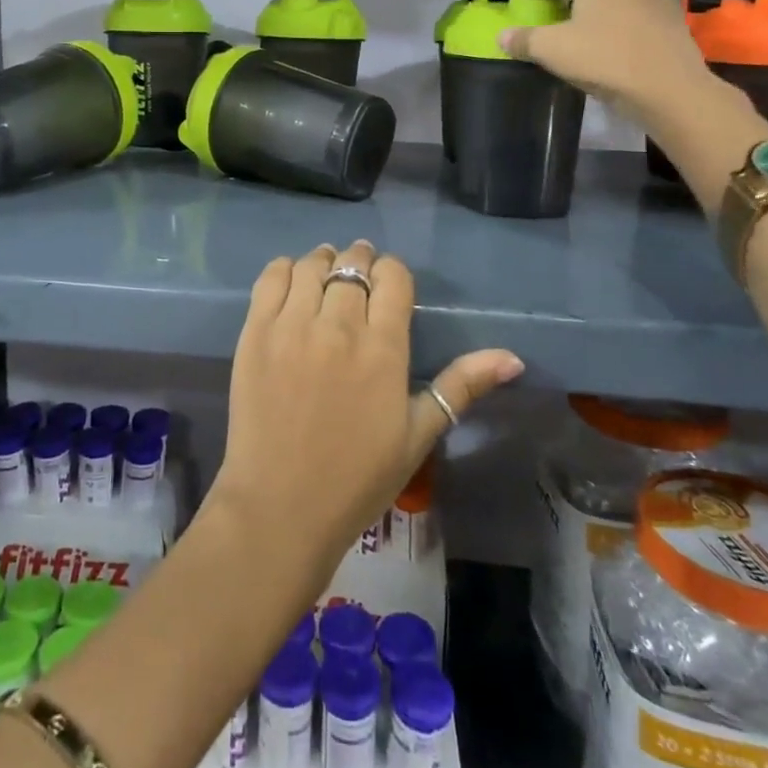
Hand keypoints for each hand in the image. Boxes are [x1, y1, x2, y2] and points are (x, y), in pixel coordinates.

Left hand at [208, 241, 522, 570]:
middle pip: (352, 265)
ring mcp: (291, 325)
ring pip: (311, 265)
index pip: (392, 277)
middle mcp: (338, 325)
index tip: (389, 283)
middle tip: (359, 274)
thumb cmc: (358, 477)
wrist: (281, 505)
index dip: (393, 272)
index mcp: (383, 348)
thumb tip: (513, 357)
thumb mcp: (418, 434)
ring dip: (324, 261)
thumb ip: (461, 386)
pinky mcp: (255, 331)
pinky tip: (293, 283)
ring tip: (327, 274)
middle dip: (360, 261)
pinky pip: (270, 278)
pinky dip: (285, 270)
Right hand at [498, 0, 713, 124]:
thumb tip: (502, 37)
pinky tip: (612, 41)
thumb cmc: (606, 58)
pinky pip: (637, 3)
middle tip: (554, 10)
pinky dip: (619, 13)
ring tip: (583, 26)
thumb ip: (523, 39)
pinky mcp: (671, 13)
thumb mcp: (552, 51)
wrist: (671, 89)